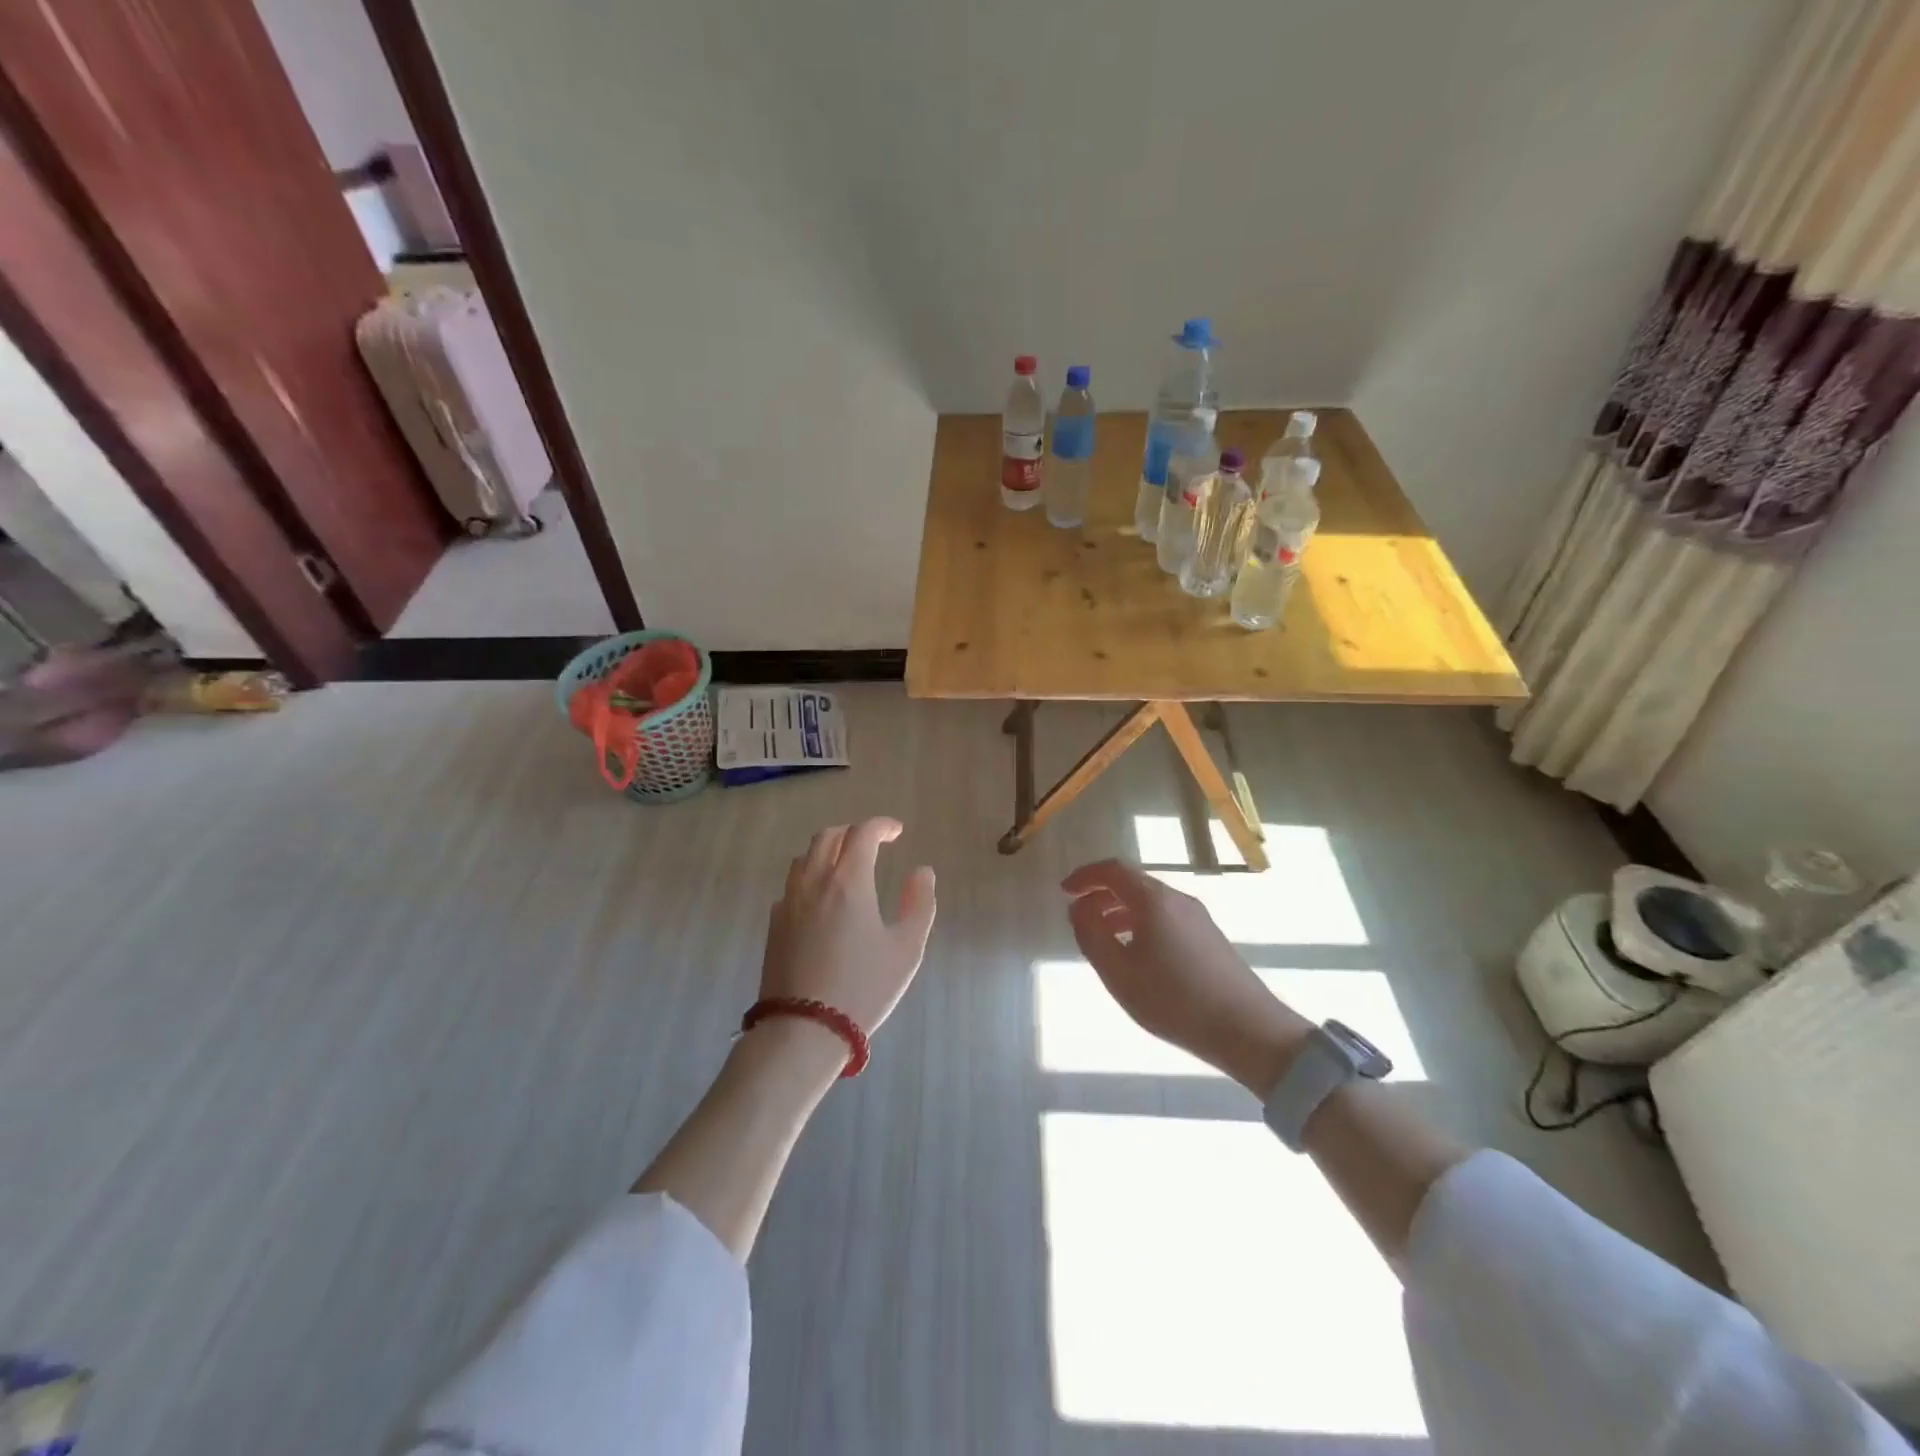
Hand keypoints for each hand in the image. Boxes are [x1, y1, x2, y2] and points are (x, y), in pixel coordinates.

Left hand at [760, 819, 937, 1037]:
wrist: (804, 1029)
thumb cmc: (863, 988)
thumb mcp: (906, 949)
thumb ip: (919, 904)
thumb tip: (922, 872)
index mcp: (849, 881)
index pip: (862, 833)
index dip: (882, 826)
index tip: (897, 832)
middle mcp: (814, 881)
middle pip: (828, 837)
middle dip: (853, 833)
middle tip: (872, 844)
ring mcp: (789, 902)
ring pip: (804, 858)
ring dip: (827, 851)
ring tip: (845, 867)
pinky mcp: (774, 924)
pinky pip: (791, 885)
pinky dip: (809, 878)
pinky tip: (821, 900)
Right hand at [1062, 860, 1309, 1094]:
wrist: (1249, 1030)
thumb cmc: (1174, 1000)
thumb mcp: (1119, 973)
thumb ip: (1092, 935)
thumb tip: (1079, 908)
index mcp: (1154, 900)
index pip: (1113, 870)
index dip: (1085, 876)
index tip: (1064, 891)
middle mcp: (1177, 899)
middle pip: (1133, 883)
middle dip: (1101, 894)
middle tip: (1079, 916)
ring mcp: (1198, 917)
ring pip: (1150, 902)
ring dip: (1121, 911)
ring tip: (1103, 939)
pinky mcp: (1210, 937)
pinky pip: (1166, 917)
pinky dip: (1141, 923)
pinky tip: (1137, 955)